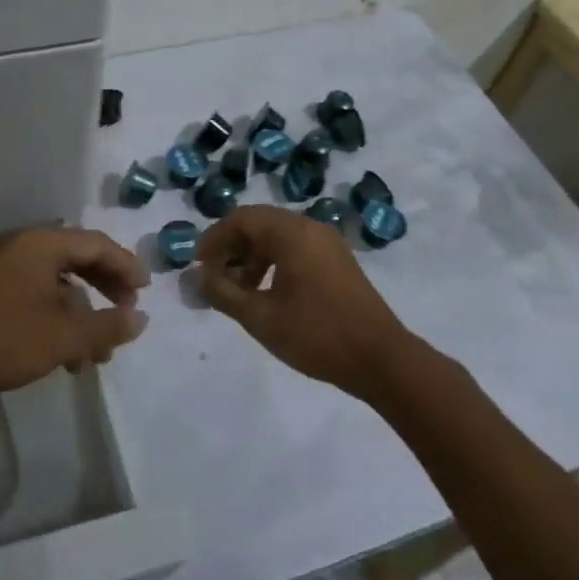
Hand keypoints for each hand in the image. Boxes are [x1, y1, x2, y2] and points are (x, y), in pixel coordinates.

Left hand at [0, 228, 149, 403]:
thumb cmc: (0, 339)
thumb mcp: (62, 337)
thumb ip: (106, 326)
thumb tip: (141, 319)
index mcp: (42, 244)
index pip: (96, 245)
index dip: (126, 266)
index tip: (146, 291)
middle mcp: (23, 247)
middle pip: (77, 259)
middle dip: (106, 288)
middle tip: (127, 312)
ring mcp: (1, 267)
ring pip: (56, 283)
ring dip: (81, 313)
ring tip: (96, 354)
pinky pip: (34, 295)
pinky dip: (55, 318)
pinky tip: (63, 356)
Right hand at [194, 206, 410, 399]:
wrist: (381, 360)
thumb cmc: (316, 335)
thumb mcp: (260, 317)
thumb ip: (223, 293)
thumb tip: (197, 277)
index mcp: (291, 233)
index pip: (241, 219)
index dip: (214, 239)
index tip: (197, 265)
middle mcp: (310, 228)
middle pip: (259, 224)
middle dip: (232, 248)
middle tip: (214, 277)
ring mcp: (327, 244)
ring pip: (278, 237)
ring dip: (252, 257)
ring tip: (238, 291)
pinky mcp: (337, 261)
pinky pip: (296, 248)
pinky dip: (274, 263)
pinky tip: (267, 293)